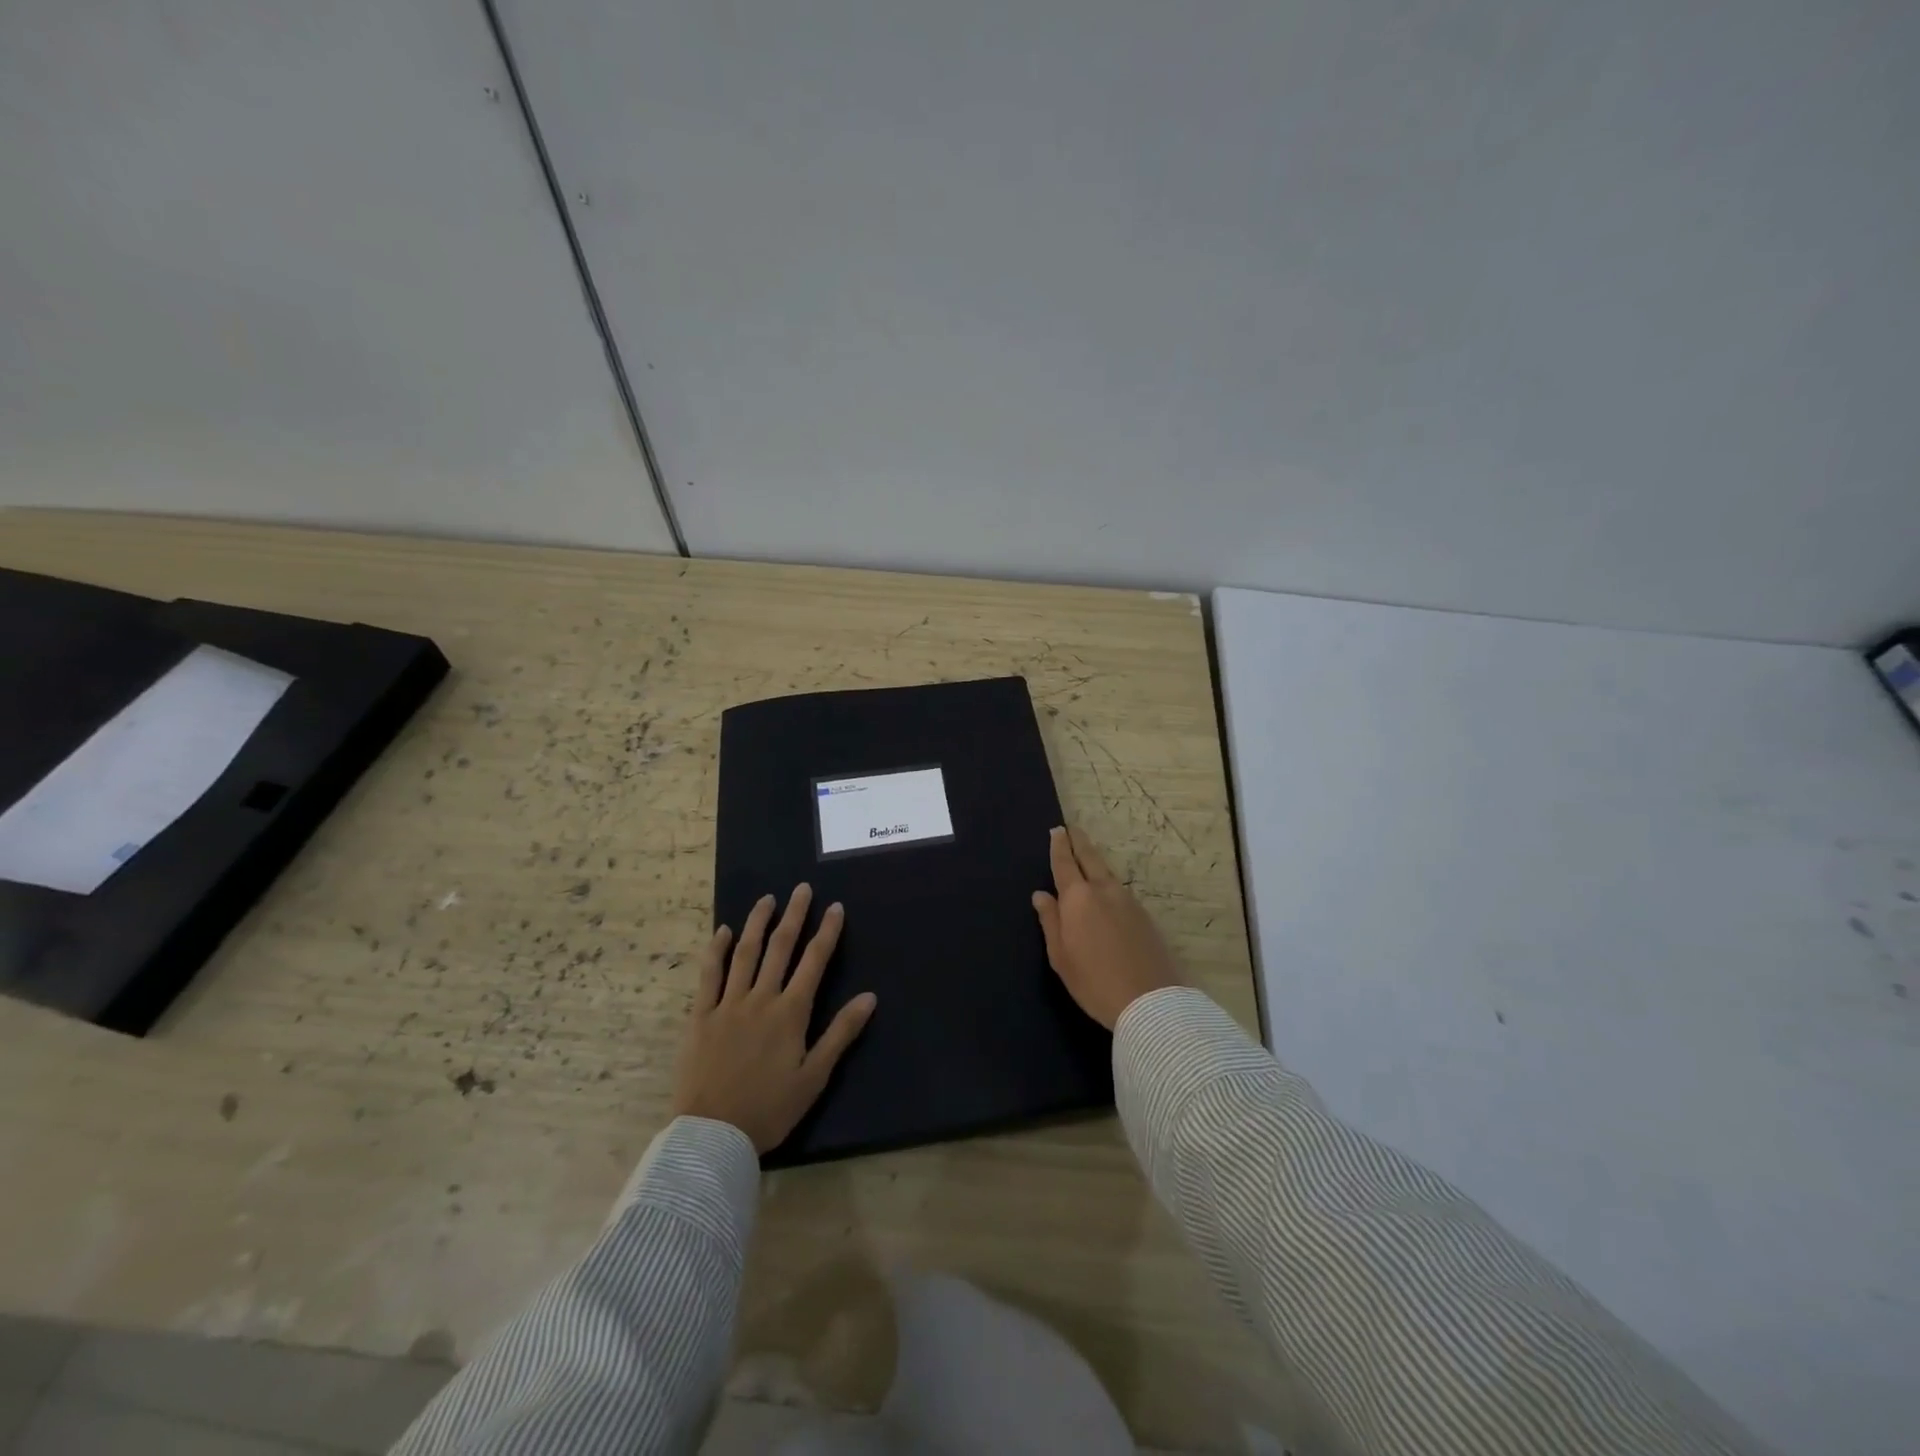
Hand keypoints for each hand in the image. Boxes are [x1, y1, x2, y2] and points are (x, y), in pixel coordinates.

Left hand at [673, 884, 877, 1153]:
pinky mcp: (700, 1016)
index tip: (835, 907)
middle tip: (802, 889)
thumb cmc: (769, 1109)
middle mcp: (761, 998)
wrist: (712, 1135)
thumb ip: (841, 1033)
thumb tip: (870, 997)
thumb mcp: (814, 1077)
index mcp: (791, 1012)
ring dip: (758, 923)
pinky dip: (717, 950)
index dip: (827, 932)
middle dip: (794, 916)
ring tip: (767, 899)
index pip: (814, 962)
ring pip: (745, 953)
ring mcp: (728, 1004)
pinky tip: (724, 931)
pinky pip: (709, 975)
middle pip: (780, 948)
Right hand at [1032, 826, 1181, 1030]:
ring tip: (1087, 857)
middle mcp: (1104, 891)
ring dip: (1095, 861)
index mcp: (1078, 898)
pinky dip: (1108, 883)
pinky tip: (1106, 892)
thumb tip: (1041, 894)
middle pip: (1090, 858)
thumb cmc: (1094, 981)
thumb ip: (1050, 921)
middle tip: (1072, 829)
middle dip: (1079, 842)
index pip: (1065, 864)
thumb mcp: (1060, 956)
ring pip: (1107, 873)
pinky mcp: (1144, 916)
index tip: (1057, 830)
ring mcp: (1128, 901)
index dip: (1059, 846)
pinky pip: (1120, 891)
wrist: (1150, 1002)